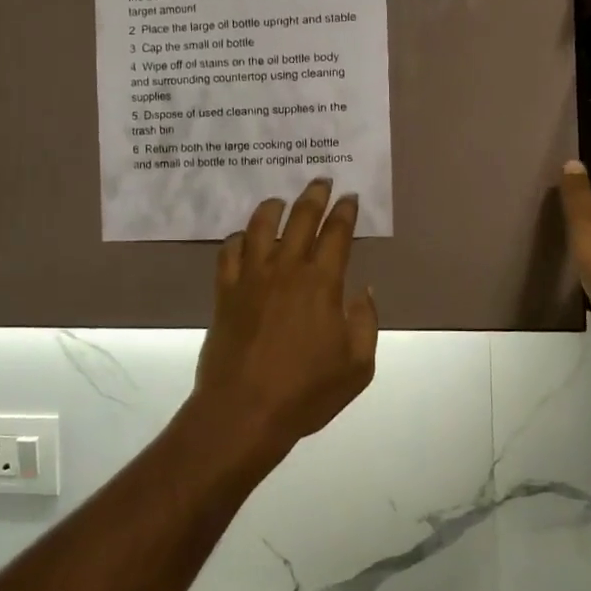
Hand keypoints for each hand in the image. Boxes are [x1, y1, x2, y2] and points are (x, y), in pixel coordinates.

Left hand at [189, 179, 380, 466]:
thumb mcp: (357, 365)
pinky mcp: (225, 292)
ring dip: (273, 208)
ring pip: (261, 226)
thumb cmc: (306, 392)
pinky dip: (239, 238)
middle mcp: (286, 269)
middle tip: (321, 180)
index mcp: (322, 283)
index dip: (345, 212)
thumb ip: (365, 322)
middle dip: (314, 196)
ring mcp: (251, 278)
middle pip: (301, 219)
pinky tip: (244, 238)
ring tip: (280, 201)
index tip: (349, 197)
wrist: (244, 411)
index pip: (337, 234)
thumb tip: (363, 290)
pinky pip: (229, 252)